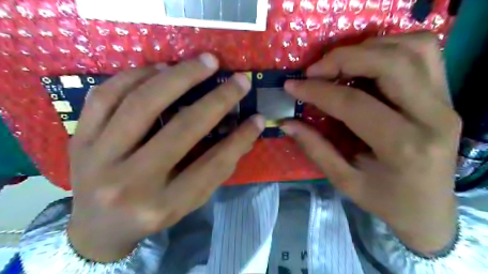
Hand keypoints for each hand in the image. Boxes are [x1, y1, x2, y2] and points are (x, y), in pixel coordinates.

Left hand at [66, 53, 264, 260]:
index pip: (212, 165)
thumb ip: (217, 169)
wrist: (97, 227)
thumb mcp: (189, 201)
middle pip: (181, 129)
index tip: (257, 118)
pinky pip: (105, 96)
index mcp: (162, 204)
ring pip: (141, 104)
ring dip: (178, 76)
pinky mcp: (79, 139)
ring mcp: (98, 158)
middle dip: (217, 100)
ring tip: (202, 62)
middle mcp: (130, 183)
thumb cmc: (151, 214)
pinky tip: (160, 68)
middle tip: (238, 80)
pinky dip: (136, 75)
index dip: (239, 139)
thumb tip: (245, 134)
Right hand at [282, 34, 461, 255]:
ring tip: (339, 63)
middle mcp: (433, 118)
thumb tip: (286, 123)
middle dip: (344, 58)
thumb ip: (315, 148)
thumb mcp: (344, 181)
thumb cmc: (385, 201)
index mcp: (403, 147)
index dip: (317, 91)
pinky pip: (425, 53)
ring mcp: (446, 102)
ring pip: (413, 49)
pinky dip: (391, 47)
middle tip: (314, 70)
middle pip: (390, 64)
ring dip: (369, 48)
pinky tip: (367, 62)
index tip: (292, 85)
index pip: (354, 104)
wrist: (430, 210)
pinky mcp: (446, 96)